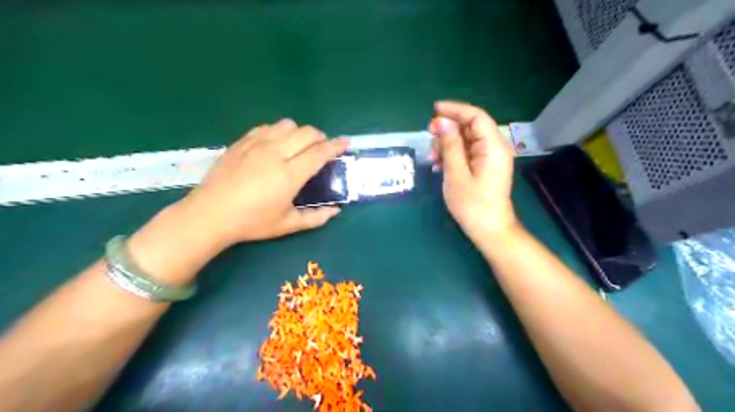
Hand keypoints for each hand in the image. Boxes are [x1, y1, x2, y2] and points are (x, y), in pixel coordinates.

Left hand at [180, 118, 348, 247]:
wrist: (210, 214)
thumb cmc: (251, 222)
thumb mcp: (287, 225)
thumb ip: (315, 217)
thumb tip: (335, 211)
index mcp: (289, 175)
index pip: (319, 153)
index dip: (336, 146)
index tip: (345, 143)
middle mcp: (275, 154)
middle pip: (307, 133)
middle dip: (321, 137)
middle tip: (323, 148)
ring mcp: (256, 145)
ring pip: (287, 125)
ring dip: (300, 132)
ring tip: (299, 145)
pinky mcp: (241, 142)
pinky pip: (266, 127)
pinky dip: (278, 131)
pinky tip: (276, 144)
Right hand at [432, 100, 514, 241]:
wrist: (489, 230)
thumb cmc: (472, 204)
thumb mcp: (456, 173)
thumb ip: (450, 145)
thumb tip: (441, 121)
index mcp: (493, 146)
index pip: (476, 116)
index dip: (455, 110)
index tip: (434, 110)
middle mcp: (494, 148)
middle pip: (471, 127)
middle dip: (448, 130)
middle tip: (429, 136)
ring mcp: (489, 158)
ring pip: (466, 140)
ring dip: (447, 145)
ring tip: (433, 158)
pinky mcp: (484, 167)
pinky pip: (467, 153)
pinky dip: (452, 155)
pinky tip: (439, 166)